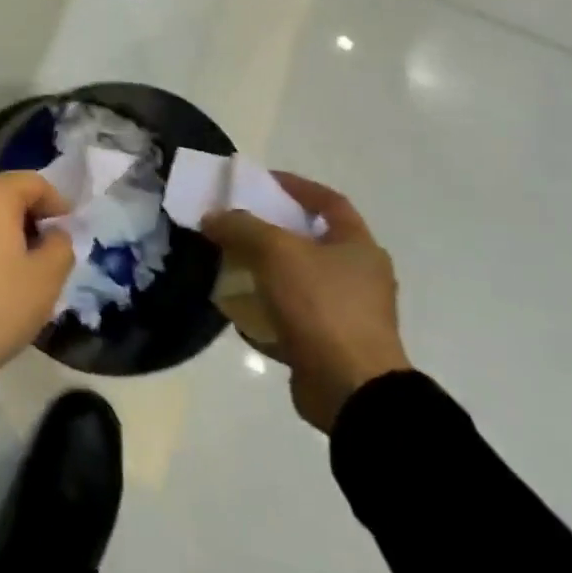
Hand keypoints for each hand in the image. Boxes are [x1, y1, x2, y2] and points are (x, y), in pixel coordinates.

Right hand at [204, 174, 410, 432]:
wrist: (351, 391)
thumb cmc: (321, 306)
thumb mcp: (276, 252)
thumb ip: (241, 227)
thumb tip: (212, 217)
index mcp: (358, 247)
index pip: (328, 202)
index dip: (295, 186)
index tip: (261, 181)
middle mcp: (358, 277)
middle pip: (309, 242)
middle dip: (270, 232)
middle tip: (236, 224)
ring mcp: (345, 314)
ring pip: (297, 281)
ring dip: (264, 273)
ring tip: (228, 265)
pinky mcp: (328, 346)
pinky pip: (290, 318)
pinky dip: (264, 312)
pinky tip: (236, 311)